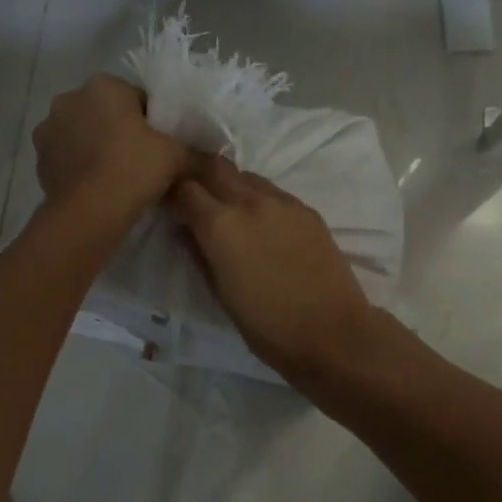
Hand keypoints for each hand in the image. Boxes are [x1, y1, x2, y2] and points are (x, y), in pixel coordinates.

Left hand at [33, 74, 189, 224]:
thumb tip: (216, 162)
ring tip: (116, 176)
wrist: (89, 211)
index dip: (151, 121)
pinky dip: (80, 165)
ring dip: (96, 146)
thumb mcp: (176, 156)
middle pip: (105, 112)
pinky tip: (96, 186)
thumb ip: (197, 153)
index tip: (159, 145)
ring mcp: (49, 128)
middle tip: (140, 160)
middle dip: (119, 130)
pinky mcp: (39, 157)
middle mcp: (70, 98)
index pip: (136, 97)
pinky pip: (67, 155)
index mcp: (104, 85)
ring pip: (83, 132)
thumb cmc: (134, 168)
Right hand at [168, 157, 376, 380]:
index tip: (169, 205)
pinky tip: (261, 223)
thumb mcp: (219, 294)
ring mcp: (282, 201)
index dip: (172, 193)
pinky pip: (272, 191)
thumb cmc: (267, 326)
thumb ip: (198, 253)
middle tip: (193, 197)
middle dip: (198, 176)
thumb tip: (183, 228)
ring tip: (228, 210)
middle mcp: (249, 201)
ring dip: (229, 185)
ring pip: (245, 176)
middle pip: (214, 168)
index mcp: (220, 225)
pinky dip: (257, 198)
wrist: (332, 333)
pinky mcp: (306, 209)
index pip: (184, 188)